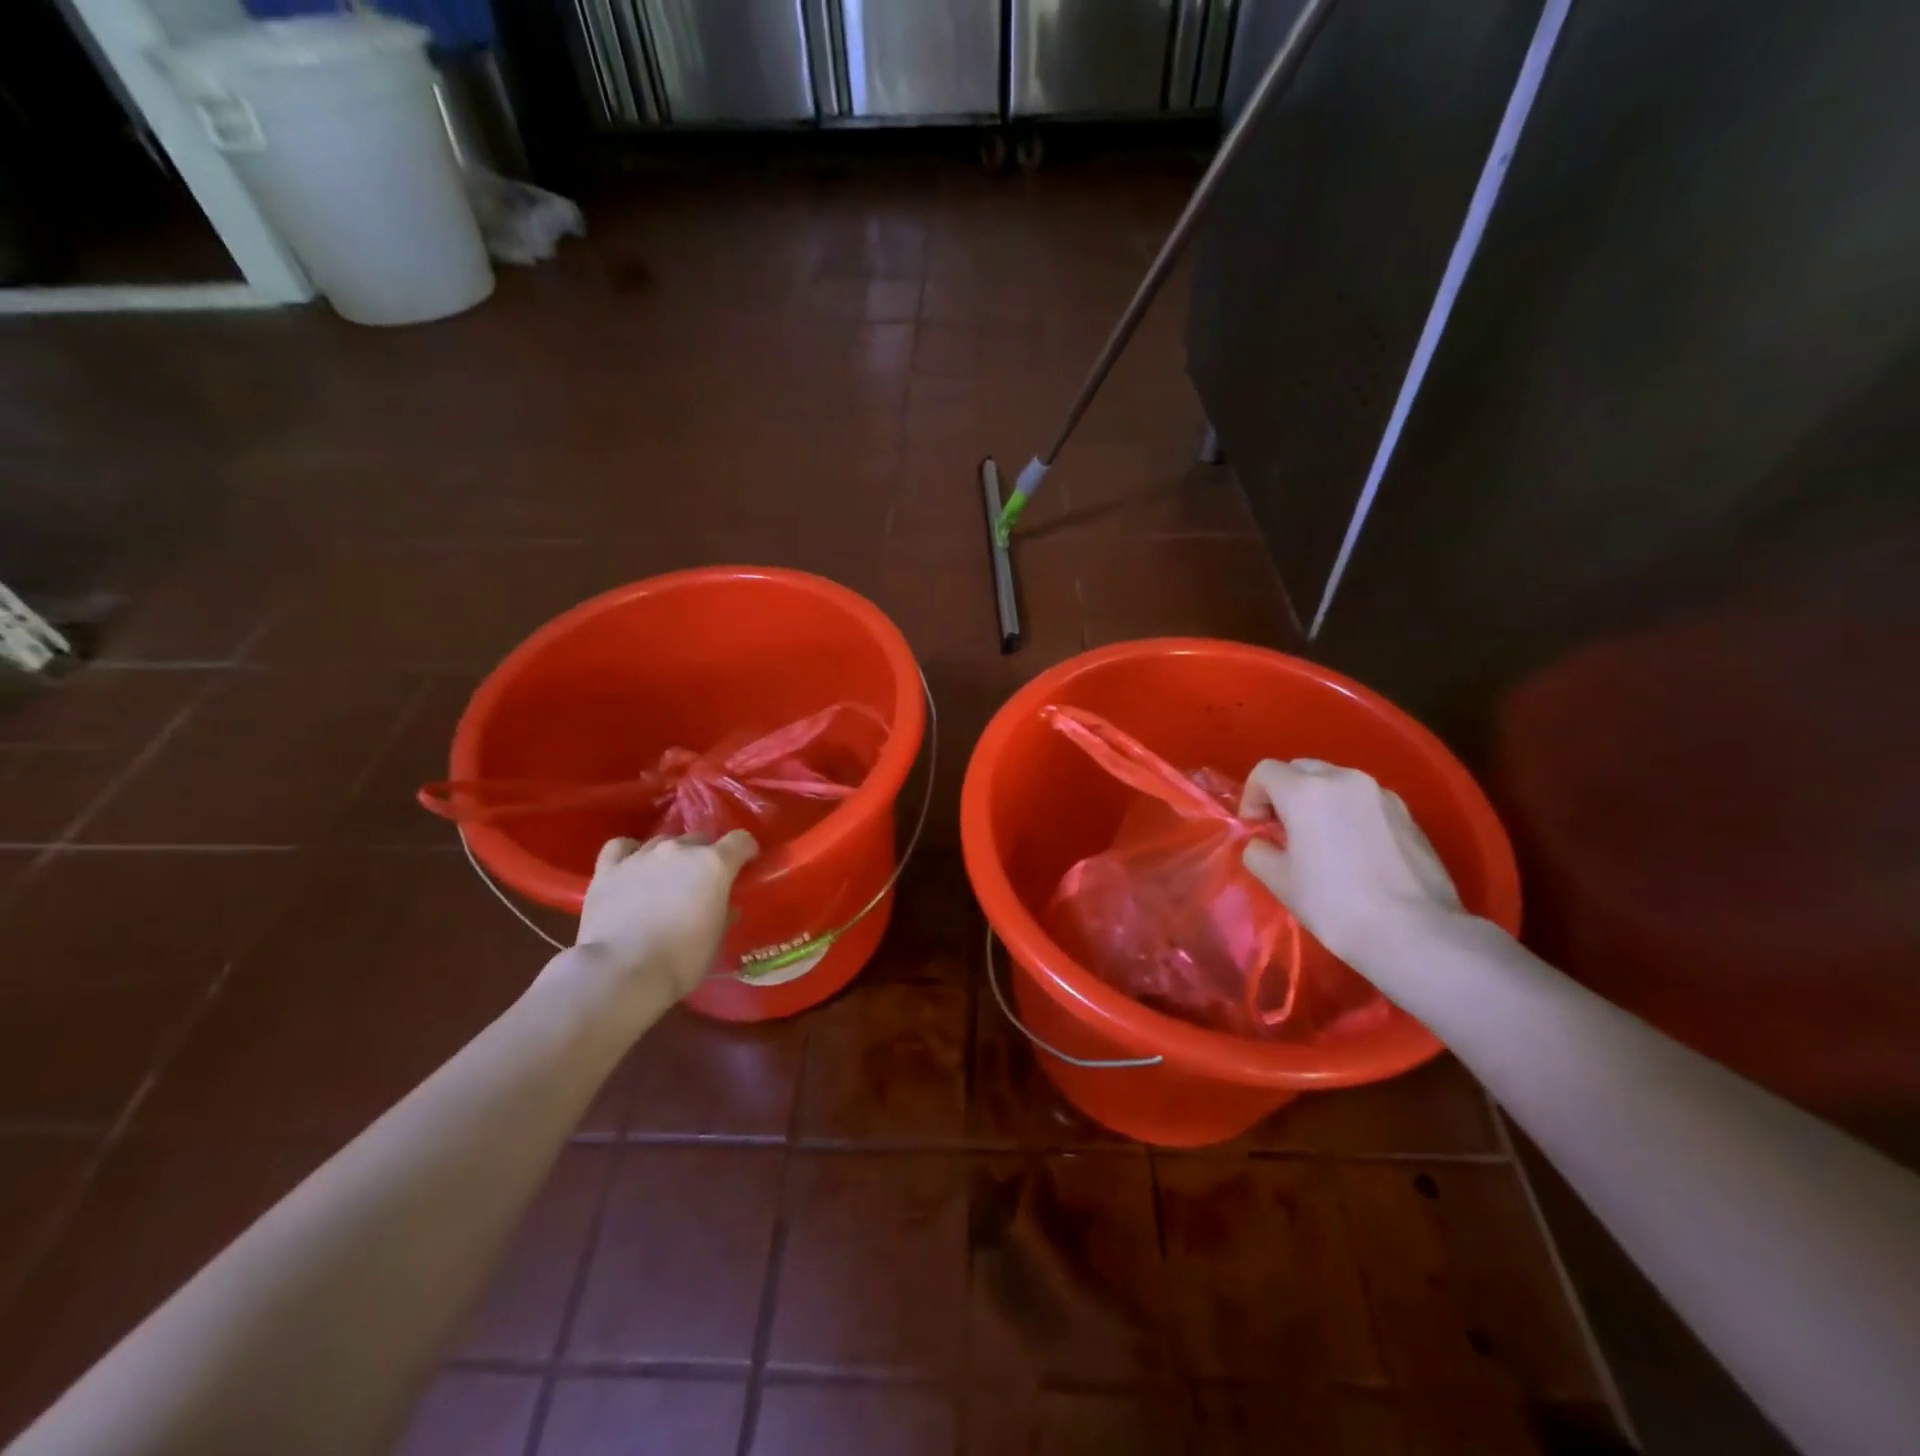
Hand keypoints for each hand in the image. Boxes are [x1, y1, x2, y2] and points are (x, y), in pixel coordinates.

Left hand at [574, 831, 759, 999]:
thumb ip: (724, 913)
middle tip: (701, 882)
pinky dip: (630, 852)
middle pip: (699, 840)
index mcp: (714, 864)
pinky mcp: (609, 868)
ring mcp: (642, 856)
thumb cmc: (681, 960)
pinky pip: (622, 847)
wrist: (621, 971)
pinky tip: (632, 867)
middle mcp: (679, 850)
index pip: (740, 840)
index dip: (746, 850)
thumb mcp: (716, 938)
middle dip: (705, 856)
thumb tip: (725, 906)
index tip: (747, 862)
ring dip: (670, 857)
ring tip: (666, 879)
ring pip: (663, 842)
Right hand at [1239, 759, 1461, 962]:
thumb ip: (1259, 852)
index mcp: (1305, 791)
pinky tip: (1354, 851)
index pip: (1265, 772)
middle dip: (1285, 793)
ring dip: (1318, 801)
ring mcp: (1380, 794)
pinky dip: (1349, 813)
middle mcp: (1344, 779)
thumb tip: (1264, 844)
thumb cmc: (1334, 903)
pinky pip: (1364, 801)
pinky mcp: (1407, 814)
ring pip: (1336, 782)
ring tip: (1320, 840)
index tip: (1256, 828)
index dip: (1252, 796)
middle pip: (1301, 769)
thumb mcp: (1279, 881)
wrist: (1414, 932)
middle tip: (1283, 830)